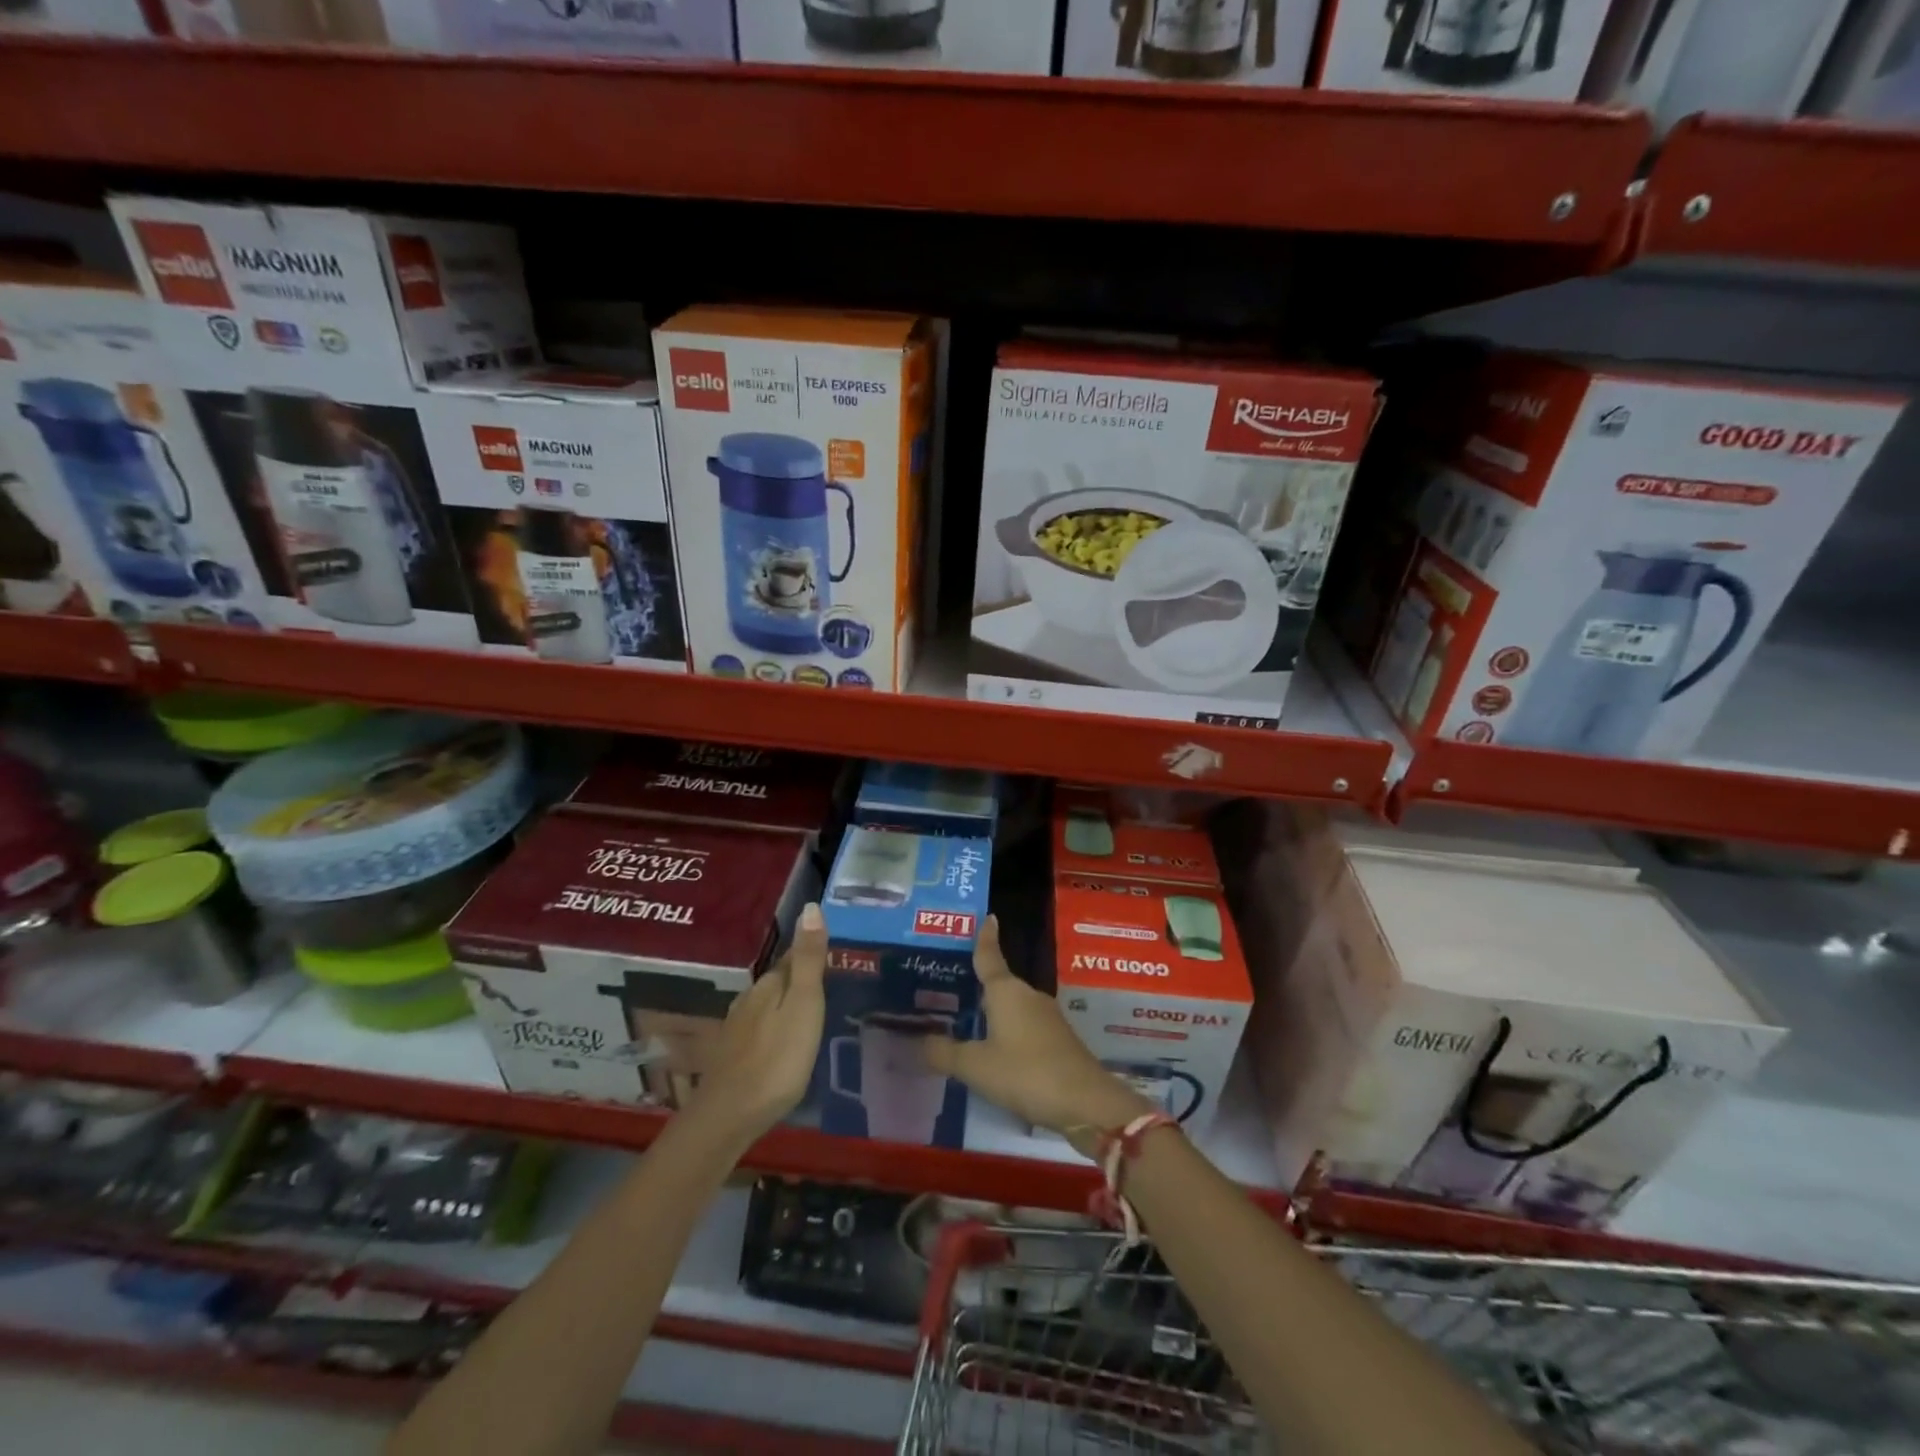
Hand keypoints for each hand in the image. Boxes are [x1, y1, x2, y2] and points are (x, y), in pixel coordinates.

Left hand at [692, 902, 826, 1143]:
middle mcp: (748, 1000)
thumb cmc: (777, 1058)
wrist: (730, 1116)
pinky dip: (773, 1029)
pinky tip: (781, 1043)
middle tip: (826, 985)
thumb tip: (811, 907)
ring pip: (766, 1007)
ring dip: (784, 1006)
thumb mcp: (803, 1005)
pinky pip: (759, 1030)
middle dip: (798, 981)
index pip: (792, 958)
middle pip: (778, 982)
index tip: (831, 954)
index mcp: (768, 985)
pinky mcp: (732, 1057)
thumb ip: (808, 960)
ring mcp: (736, 1029)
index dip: (811, 954)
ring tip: (808, 1014)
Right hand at [922, 915, 1152, 1148]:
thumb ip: (945, 1053)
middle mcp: (1028, 996)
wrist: (1087, 1104)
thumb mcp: (976, 1066)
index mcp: (1006, 991)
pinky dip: (1006, 1032)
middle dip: (976, 984)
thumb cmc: (1026, 1073)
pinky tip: (992, 1050)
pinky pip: (1023, 1027)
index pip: (990, 956)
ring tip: (962, 1020)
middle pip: (998, 984)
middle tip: (946, 986)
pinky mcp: (1057, 1041)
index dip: (985, 938)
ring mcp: (1046, 1018)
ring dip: (991, 1012)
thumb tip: (919, 1041)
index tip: (987, 916)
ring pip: (1011, 1007)